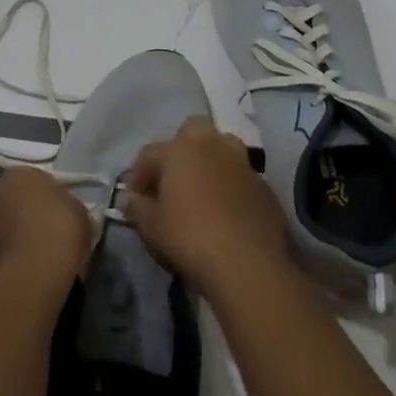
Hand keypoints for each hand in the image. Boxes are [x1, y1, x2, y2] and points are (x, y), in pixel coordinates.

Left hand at [0, 166, 90, 296]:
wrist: (24, 280)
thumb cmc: (57, 236)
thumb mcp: (80, 214)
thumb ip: (68, 207)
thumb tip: (62, 213)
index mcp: (19, 174)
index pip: (34, 181)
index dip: (47, 201)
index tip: (59, 219)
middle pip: (9, 203)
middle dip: (22, 218)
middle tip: (43, 240)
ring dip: (6, 241)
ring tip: (28, 266)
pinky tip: (15, 282)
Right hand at [124, 117, 294, 301]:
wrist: (248, 263)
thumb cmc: (190, 237)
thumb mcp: (152, 227)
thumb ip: (138, 208)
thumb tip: (131, 198)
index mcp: (181, 148)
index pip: (150, 153)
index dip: (138, 174)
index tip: (134, 198)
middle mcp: (213, 145)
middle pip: (192, 132)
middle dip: (180, 149)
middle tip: (172, 181)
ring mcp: (243, 162)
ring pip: (222, 148)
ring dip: (209, 162)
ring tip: (201, 192)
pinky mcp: (264, 185)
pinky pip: (240, 176)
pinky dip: (231, 186)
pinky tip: (226, 212)